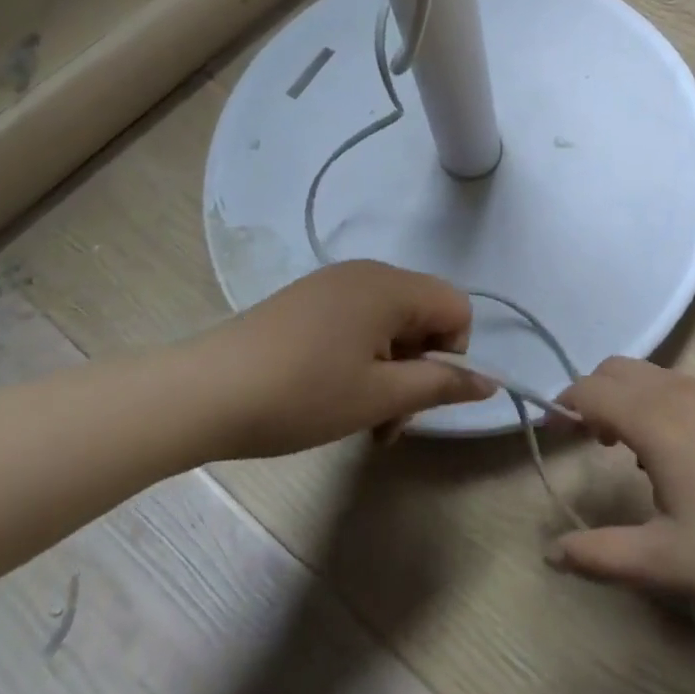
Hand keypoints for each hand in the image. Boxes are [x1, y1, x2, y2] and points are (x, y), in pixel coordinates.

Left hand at [185, 261, 493, 457]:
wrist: (203, 392)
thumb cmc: (301, 395)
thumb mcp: (378, 397)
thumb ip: (440, 386)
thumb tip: (491, 381)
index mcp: (392, 285)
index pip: (457, 308)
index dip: (451, 354)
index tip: (416, 393)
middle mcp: (368, 272)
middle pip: (423, 315)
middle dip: (417, 368)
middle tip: (386, 421)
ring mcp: (334, 283)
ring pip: (390, 323)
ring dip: (390, 370)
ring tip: (358, 417)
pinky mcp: (309, 299)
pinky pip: (359, 321)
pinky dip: (362, 356)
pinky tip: (331, 393)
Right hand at [550, 358, 694, 607]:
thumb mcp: (665, 561)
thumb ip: (601, 555)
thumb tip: (552, 551)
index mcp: (656, 419)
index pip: (591, 389)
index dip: (564, 404)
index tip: (553, 433)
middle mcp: (678, 392)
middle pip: (616, 369)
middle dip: (592, 395)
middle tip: (589, 442)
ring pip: (648, 374)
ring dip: (625, 398)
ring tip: (631, 454)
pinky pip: (676, 385)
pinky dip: (655, 401)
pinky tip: (675, 454)